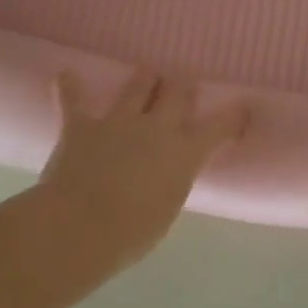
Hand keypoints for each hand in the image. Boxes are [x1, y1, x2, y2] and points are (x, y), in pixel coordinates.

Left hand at [38, 69, 247, 264]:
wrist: (81, 226)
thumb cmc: (132, 233)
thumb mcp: (167, 209)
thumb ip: (170, 183)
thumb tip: (165, 174)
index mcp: (184, 153)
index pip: (218, 128)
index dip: (232, 116)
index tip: (242, 108)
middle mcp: (157, 128)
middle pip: (177, 93)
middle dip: (182, 87)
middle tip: (183, 85)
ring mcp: (118, 121)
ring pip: (137, 86)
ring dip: (144, 79)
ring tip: (147, 74)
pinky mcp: (82, 125)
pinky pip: (74, 99)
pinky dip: (70, 87)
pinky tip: (65, 75)